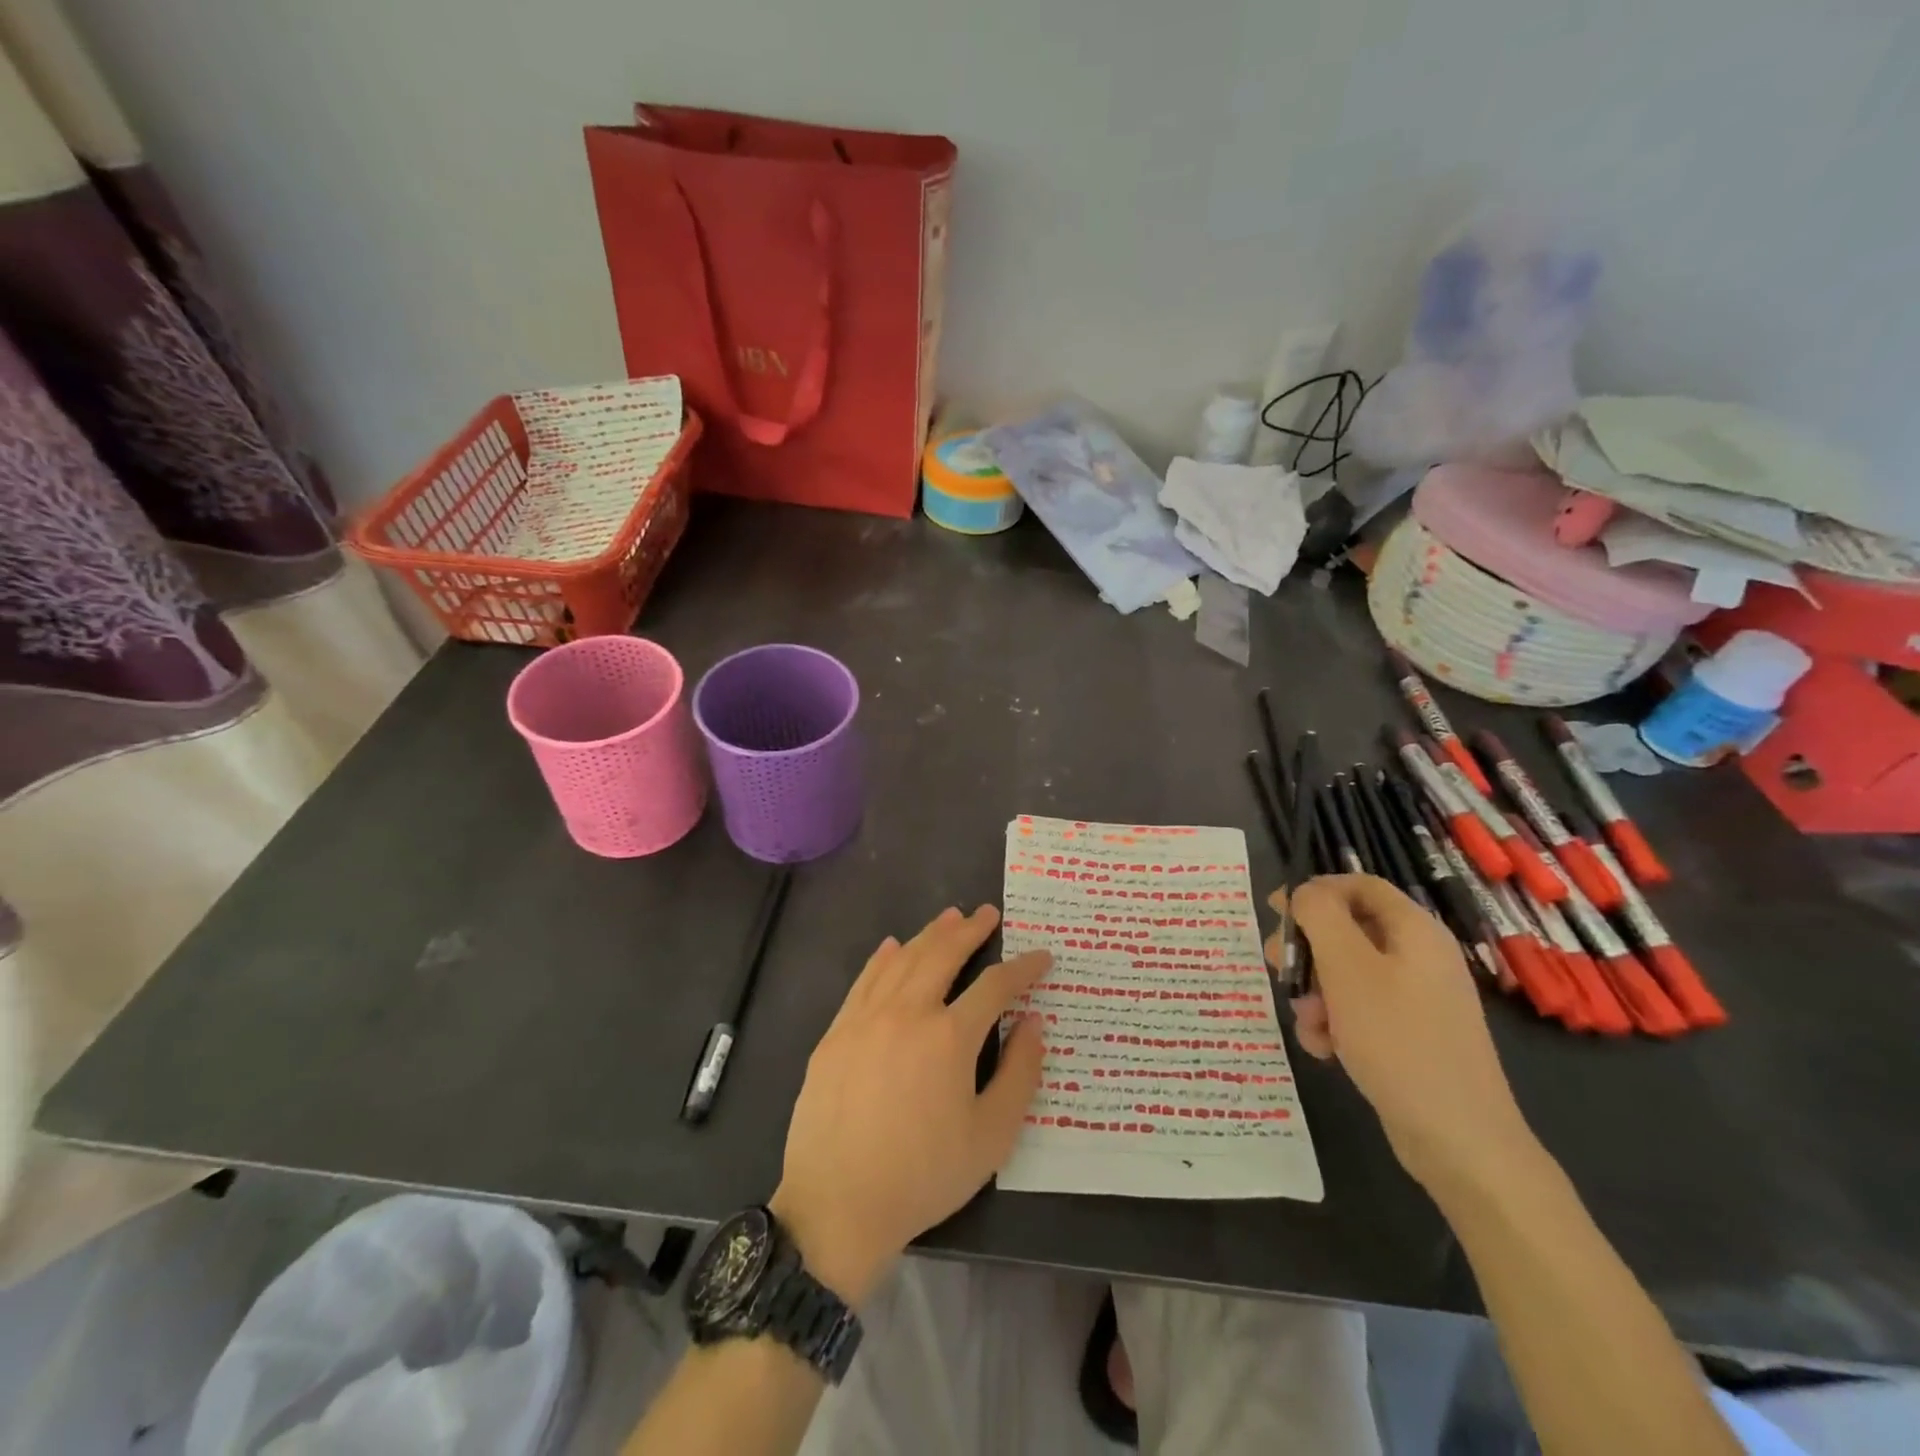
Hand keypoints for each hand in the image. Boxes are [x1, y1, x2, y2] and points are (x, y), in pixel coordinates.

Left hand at [770, 905, 1050, 1306]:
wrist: (837, 1206)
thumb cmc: (923, 1175)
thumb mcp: (991, 1137)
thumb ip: (1020, 1073)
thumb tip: (1034, 1021)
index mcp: (950, 1036)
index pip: (995, 985)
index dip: (1023, 968)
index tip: (1041, 956)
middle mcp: (908, 1012)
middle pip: (943, 954)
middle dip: (970, 930)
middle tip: (987, 913)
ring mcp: (866, 1018)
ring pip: (903, 959)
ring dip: (930, 934)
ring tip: (949, 918)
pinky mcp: (836, 1032)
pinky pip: (864, 980)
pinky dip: (883, 958)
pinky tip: (892, 946)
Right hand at [1273, 874, 1537, 1194]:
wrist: (1458, 1140)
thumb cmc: (1398, 1040)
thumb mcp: (1347, 968)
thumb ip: (1319, 916)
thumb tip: (1304, 892)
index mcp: (1414, 930)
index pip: (1359, 885)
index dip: (1315, 891)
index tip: (1275, 911)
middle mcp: (1418, 957)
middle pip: (1347, 929)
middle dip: (1308, 948)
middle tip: (1278, 968)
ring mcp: (1416, 998)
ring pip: (1345, 973)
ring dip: (1314, 992)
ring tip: (1306, 1022)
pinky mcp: (1408, 1034)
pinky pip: (1358, 1011)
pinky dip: (1333, 1023)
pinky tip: (1323, 1048)